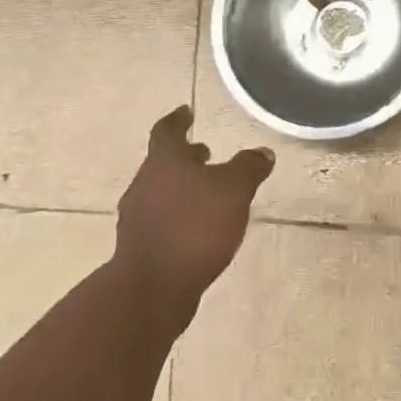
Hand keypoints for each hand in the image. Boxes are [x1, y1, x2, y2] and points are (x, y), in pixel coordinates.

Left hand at [115, 106, 273, 317]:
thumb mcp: (234, 190)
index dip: (178, 119)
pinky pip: (162, 221)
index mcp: (163, 162)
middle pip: (163, 163)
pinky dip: (179, 216)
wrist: (152, 289)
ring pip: (161, 192)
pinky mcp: (140, 249)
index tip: (186, 111)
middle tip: (206, 154)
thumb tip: (262, 152)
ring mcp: (137, 219)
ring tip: (208, 194)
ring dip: (182, 188)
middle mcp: (144, 185)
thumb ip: (249, 168)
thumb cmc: (194, 228)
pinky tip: (199, 230)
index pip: (167, 131)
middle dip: (186, 158)